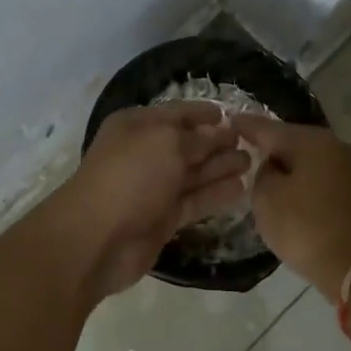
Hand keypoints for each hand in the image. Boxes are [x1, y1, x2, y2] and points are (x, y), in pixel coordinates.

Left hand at [50, 102, 250, 296]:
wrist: (97, 238)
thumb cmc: (130, 177)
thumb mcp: (166, 143)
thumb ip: (198, 138)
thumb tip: (220, 133)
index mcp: (138, 126)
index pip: (177, 113)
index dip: (203, 113)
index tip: (231, 115)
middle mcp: (145, 154)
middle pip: (188, 144)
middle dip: (218, 142)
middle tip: (252, 142)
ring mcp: (154, 188)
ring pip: (194, 174)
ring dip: (221, 167)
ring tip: (252, 164)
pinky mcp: (163, 218)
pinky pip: (195, 201)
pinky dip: (216, 195)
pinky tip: (241, 189)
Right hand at [230, 116, 350, 294]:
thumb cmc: (305, 228)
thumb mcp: (266, 198)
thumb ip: (262, 173)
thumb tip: (274, 167)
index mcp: (312, 141)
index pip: (270, 128)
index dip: (246, 126)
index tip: (230, 120)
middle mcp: (336, 146)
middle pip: (294, 140)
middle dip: (271, 145)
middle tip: (246, 148)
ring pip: (310, 159)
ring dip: (290, 165)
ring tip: (266, 174)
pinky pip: (323, 177)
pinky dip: (305, 181)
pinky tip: (292, 192)